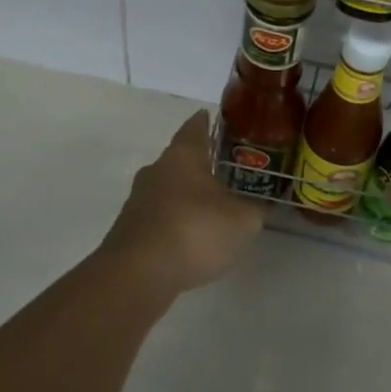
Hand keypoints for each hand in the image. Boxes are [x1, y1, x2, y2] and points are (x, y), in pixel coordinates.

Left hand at [100, 110, 263, 295]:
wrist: (138, 273)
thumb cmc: (195, 230)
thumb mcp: (242, 220)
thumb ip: (254, 209)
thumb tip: (260, 204)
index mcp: (183, 155)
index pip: (195, 126)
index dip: (207, 121)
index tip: (216, 118)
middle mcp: (156, 169)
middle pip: (180, 158)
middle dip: (201, 163)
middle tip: (227, 170)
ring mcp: (138, 199)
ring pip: (168, 188)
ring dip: (187, 195)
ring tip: (212, 207)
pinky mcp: (130, 229)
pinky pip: (160, 215)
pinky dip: (176, 220)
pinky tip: (191, 237)